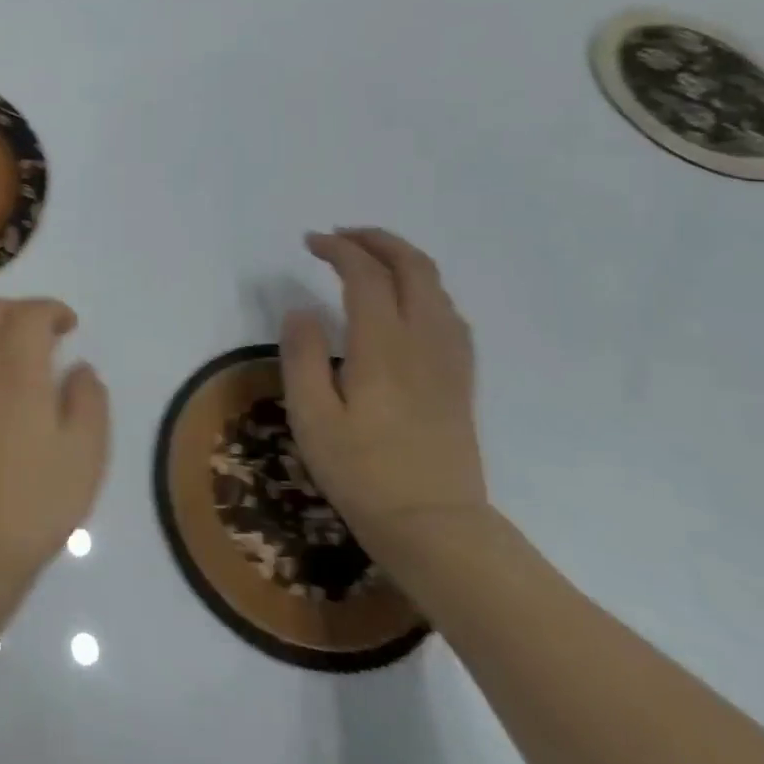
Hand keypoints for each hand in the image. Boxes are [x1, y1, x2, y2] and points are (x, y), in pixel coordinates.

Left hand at [0, 299, 110, 592]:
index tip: (71, 326)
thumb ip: (89, 400)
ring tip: (12, 356)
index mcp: (18, 371)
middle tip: (45, 334)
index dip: (52, 309)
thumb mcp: (86, 454)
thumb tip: (79, 368)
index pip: (29, 314)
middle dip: (19, 310)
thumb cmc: (36, 502)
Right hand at [280, 228, 487, 571]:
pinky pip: (449, 314)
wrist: (434, 526)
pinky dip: (425, 289)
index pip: (366, 275)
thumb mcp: (312, 417)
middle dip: (377, 241)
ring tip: (369, 259)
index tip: (309, 242)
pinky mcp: (460, 380)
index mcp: (383, 346)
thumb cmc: (362, 472)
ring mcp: (450, 360)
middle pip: (414, 268)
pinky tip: (407, 303)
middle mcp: (424, 341)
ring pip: (437, 288)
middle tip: (341, 237)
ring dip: (403, 260)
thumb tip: (302, 310)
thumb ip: (302, 356)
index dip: (338, 250)